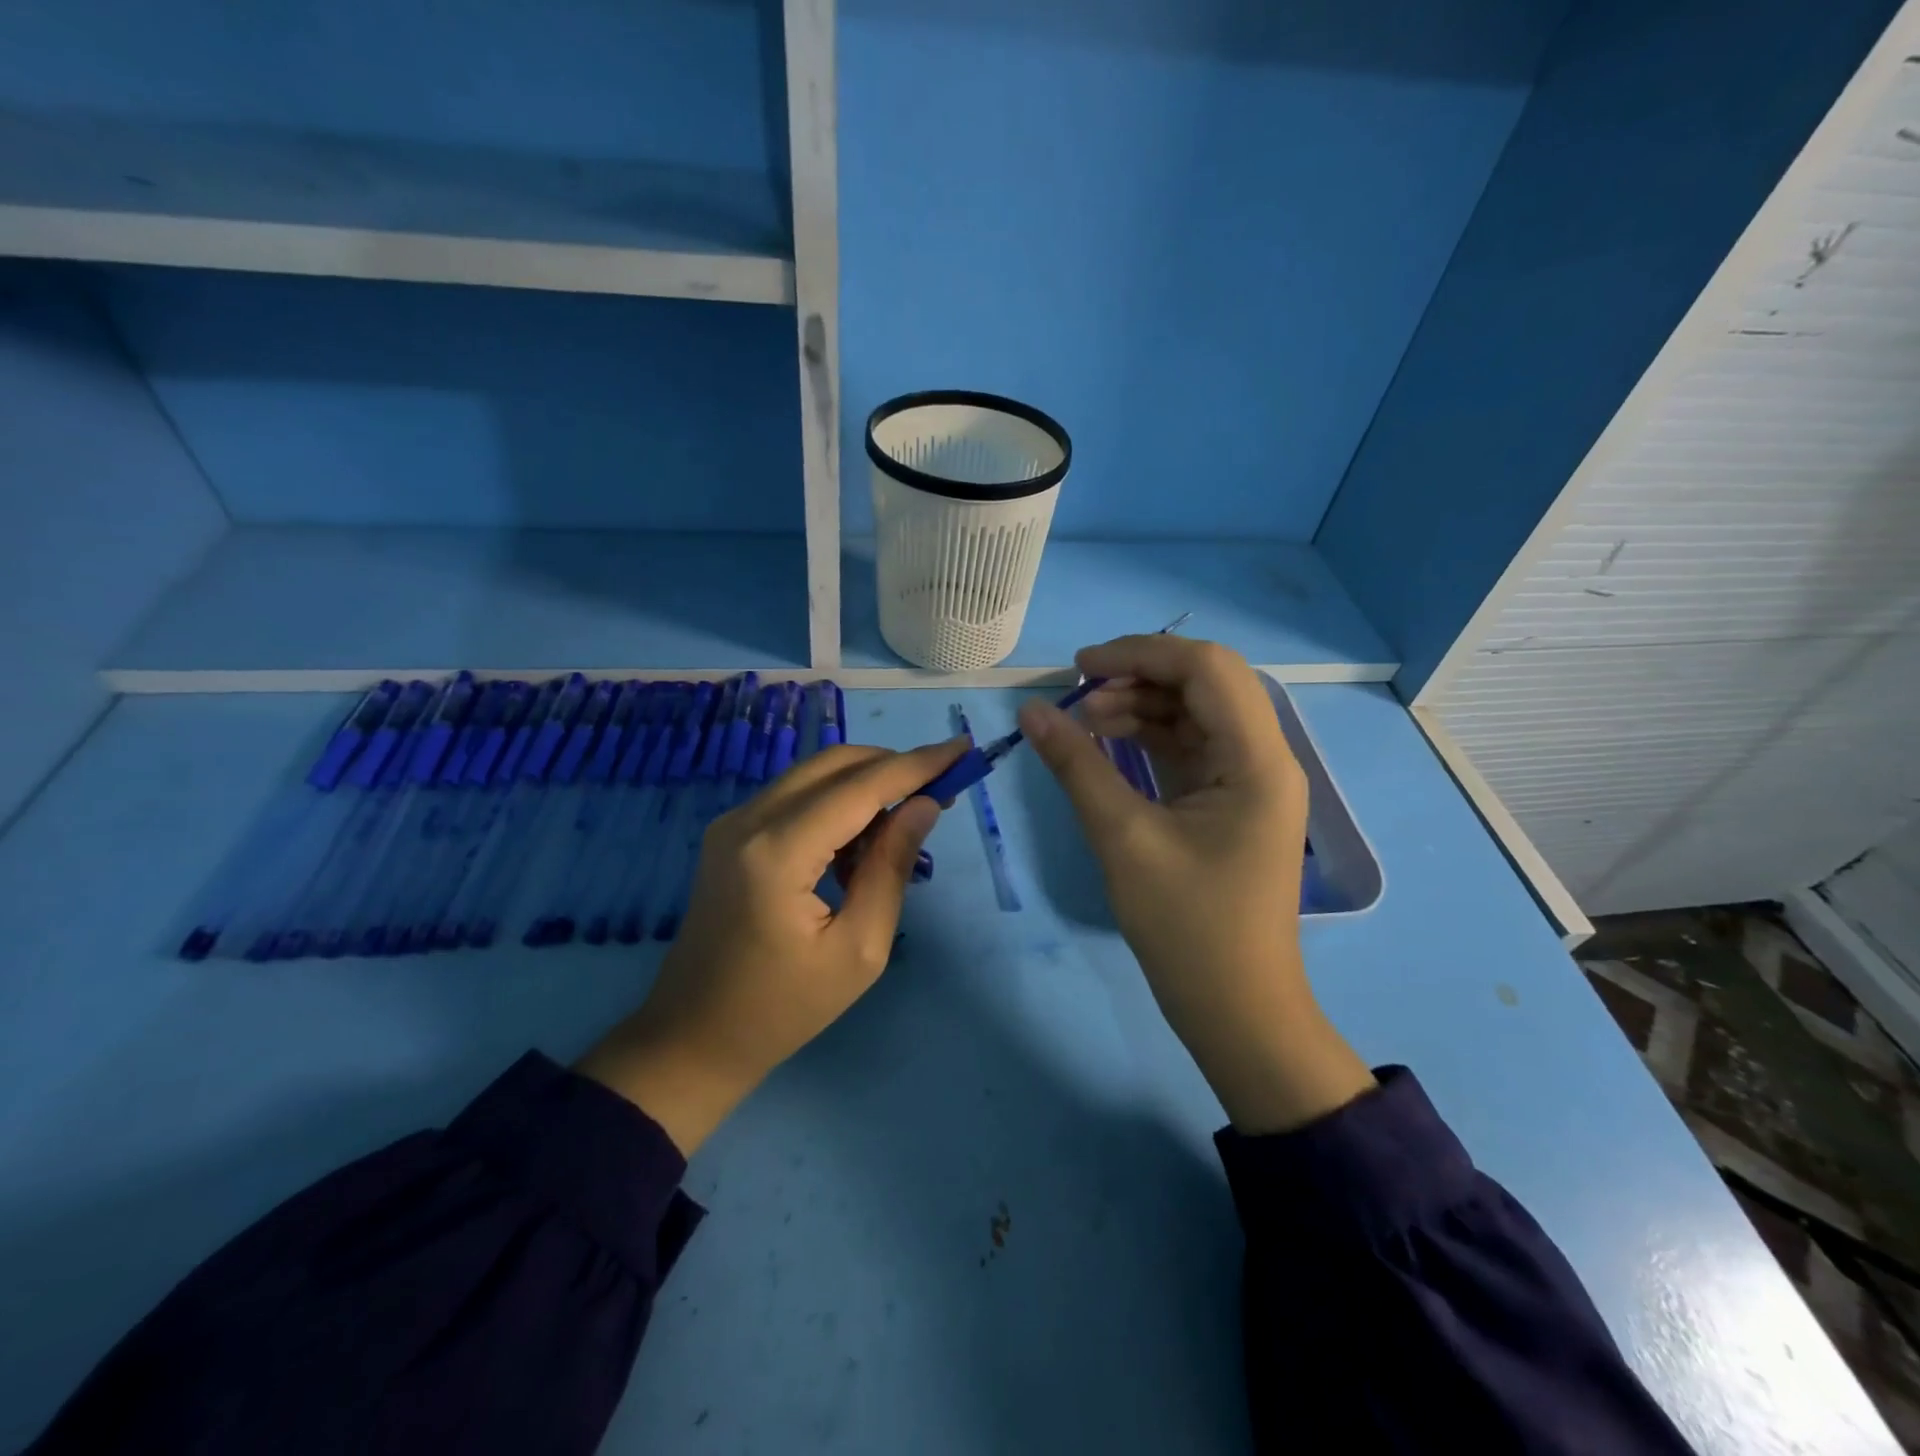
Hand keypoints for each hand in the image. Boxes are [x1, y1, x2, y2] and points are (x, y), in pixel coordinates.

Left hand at [577, 736, 967, 1153]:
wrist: (693, 1036)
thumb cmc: (784, 1008)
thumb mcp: (859, 949)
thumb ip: (891, 867)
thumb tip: (925, 804)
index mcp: (778, 853)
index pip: (861, 786)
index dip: (917, 764)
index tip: (963, 748)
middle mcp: (749, 820)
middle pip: (835, 764)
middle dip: (894, 766)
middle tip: (941, 789)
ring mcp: (733, 822)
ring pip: (814, 774)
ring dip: (866, 784)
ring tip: (906, 823)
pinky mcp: (730, 833)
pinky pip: (795, 796)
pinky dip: (836, 802)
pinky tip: (859, 843)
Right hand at [1019, 636, 1375, 1132]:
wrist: (1236, 1010)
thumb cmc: (1187, 929)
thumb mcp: (1123, 839)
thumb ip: (1077, 766)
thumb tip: (1031, 710)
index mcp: (1257, 761)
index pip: (1206, 669)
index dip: (1140, 653)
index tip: (1079, 667)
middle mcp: (1264, 758)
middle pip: (1206, 683)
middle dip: (1140, 675)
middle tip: (1079, 691)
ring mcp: (1249, 781)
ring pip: (1196, 713)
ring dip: (1142, 705)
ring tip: (1084, 719)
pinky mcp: (1229, 802)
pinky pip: (1190, 748)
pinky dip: (1149, 737)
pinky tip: (1107, 741)